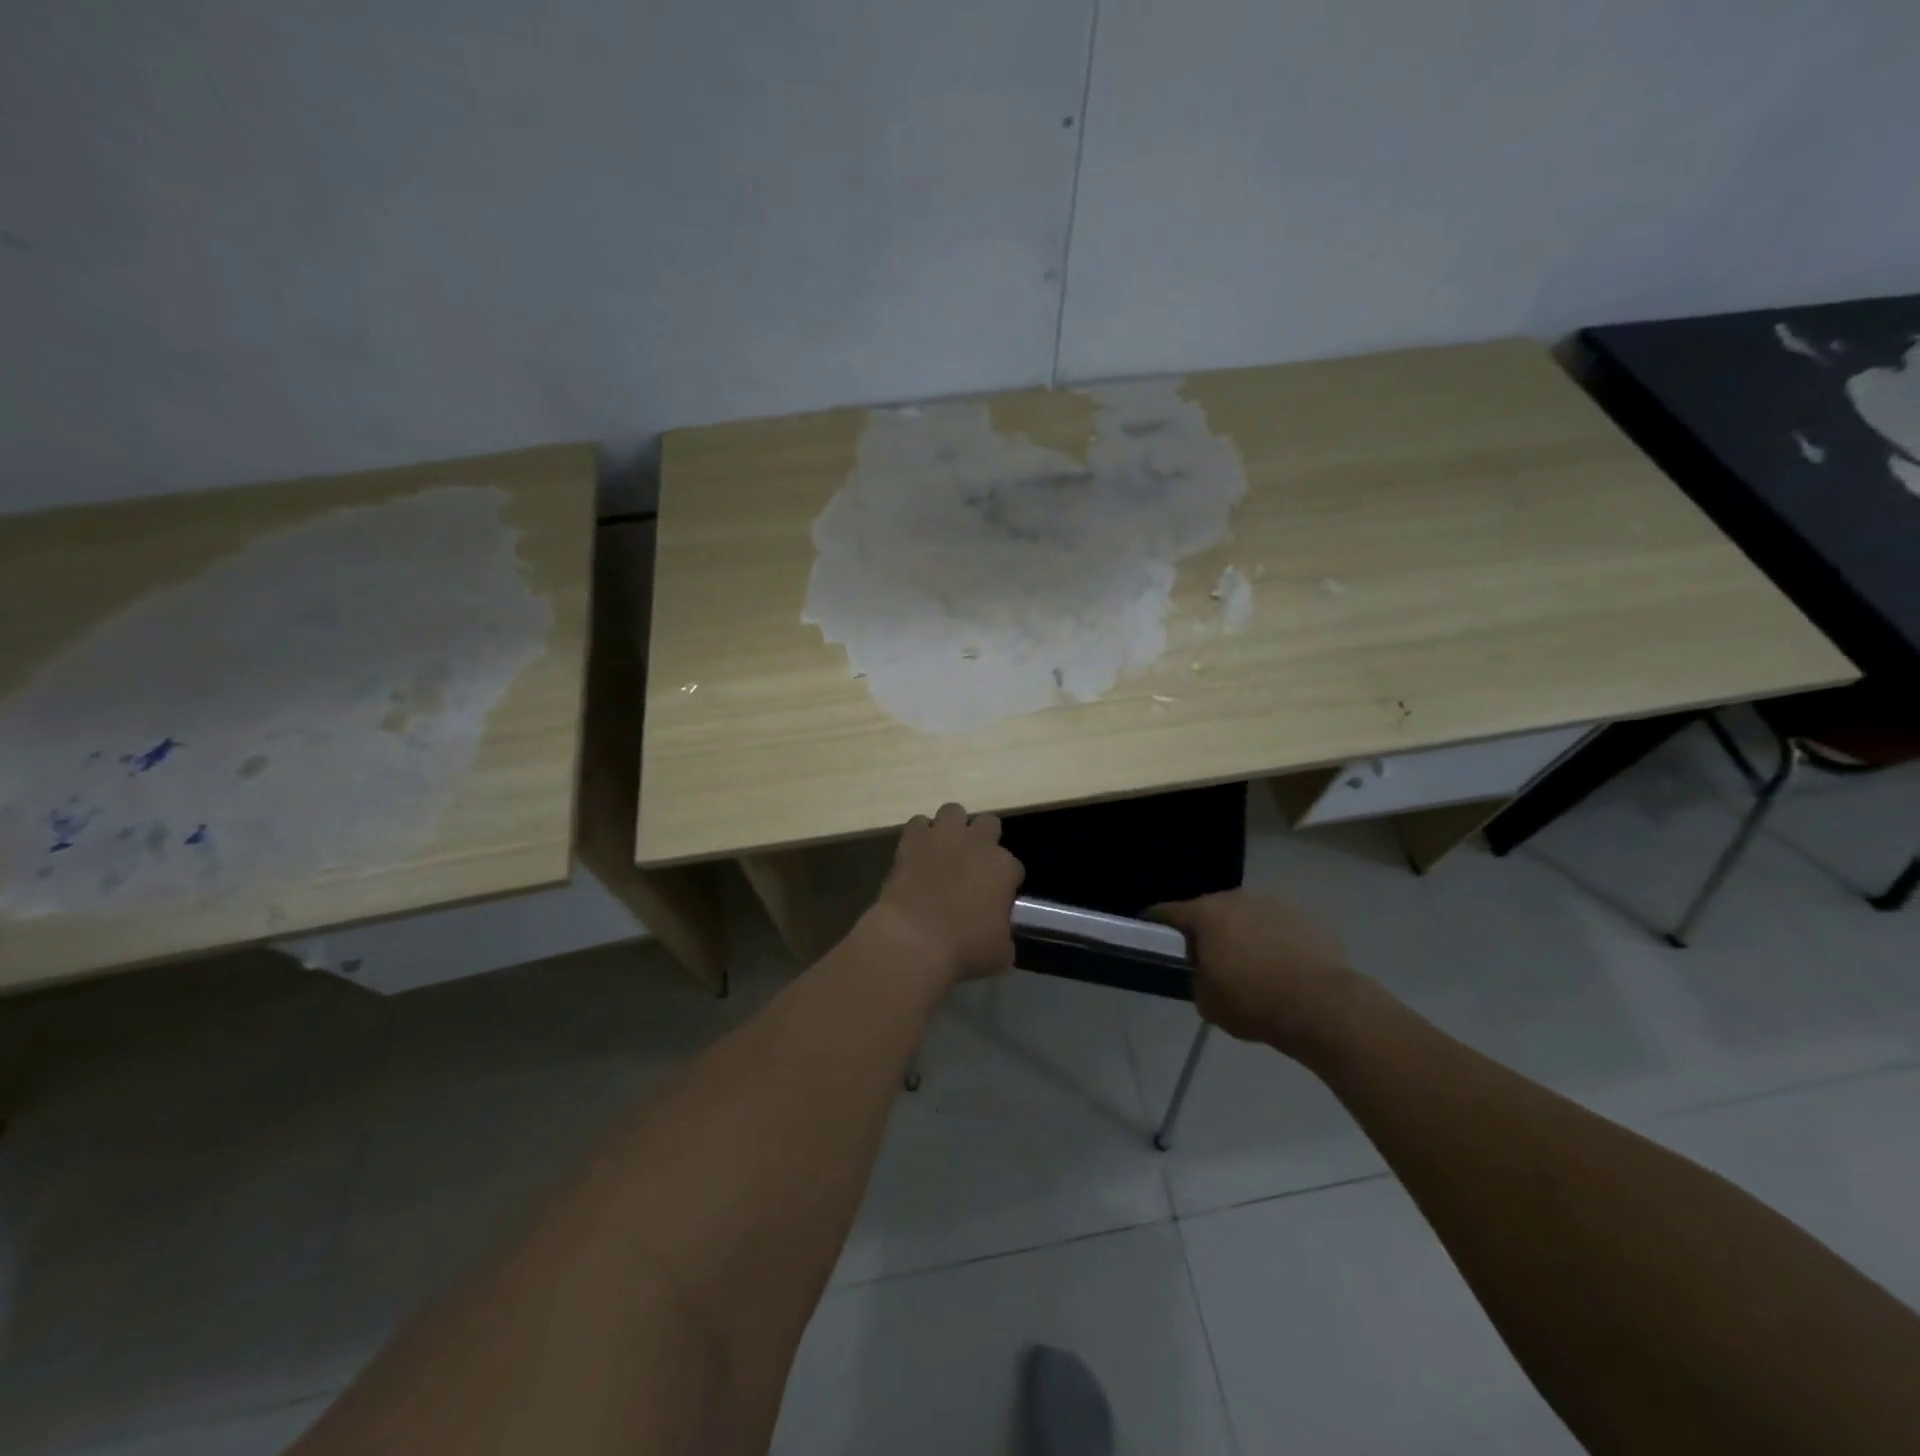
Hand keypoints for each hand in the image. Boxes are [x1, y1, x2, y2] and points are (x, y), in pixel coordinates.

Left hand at [869, 803, 1024, 985]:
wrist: (913, 940)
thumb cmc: (963, 950)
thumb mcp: (1000, 954)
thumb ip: (1005, 936)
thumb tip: (999, 935)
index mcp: (1004, 868)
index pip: (1013, 866)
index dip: (1004, 882)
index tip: (995, 898)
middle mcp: (978, 843)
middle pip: (989, 824)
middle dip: (983, 840)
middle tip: (971, 865)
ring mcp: (944, 836)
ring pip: (954, 811)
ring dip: (952, 828)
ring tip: (944, 850)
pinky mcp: (912, 839)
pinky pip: (918, 823)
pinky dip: (920, 835)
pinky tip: (917, 852)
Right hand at [1149, 891, 1360, 1057]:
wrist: (1323, 1006)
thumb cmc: (1253, 1002)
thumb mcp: (1207, 1002)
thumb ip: (1198, 980)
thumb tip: (1206, 975)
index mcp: (1205, 914)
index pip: (1167, 912)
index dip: (1154, 922)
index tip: (1147, 930)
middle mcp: (1237, 898)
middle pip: (1211, 911)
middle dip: (1206, 930)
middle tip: (1207, 957)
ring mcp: (1275, 903)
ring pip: (1248, 916)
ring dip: (1243, 932)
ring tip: (1250, 963)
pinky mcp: (1307, 917)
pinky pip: (1279, 927)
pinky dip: (1275, 940)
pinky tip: (1283, 967)